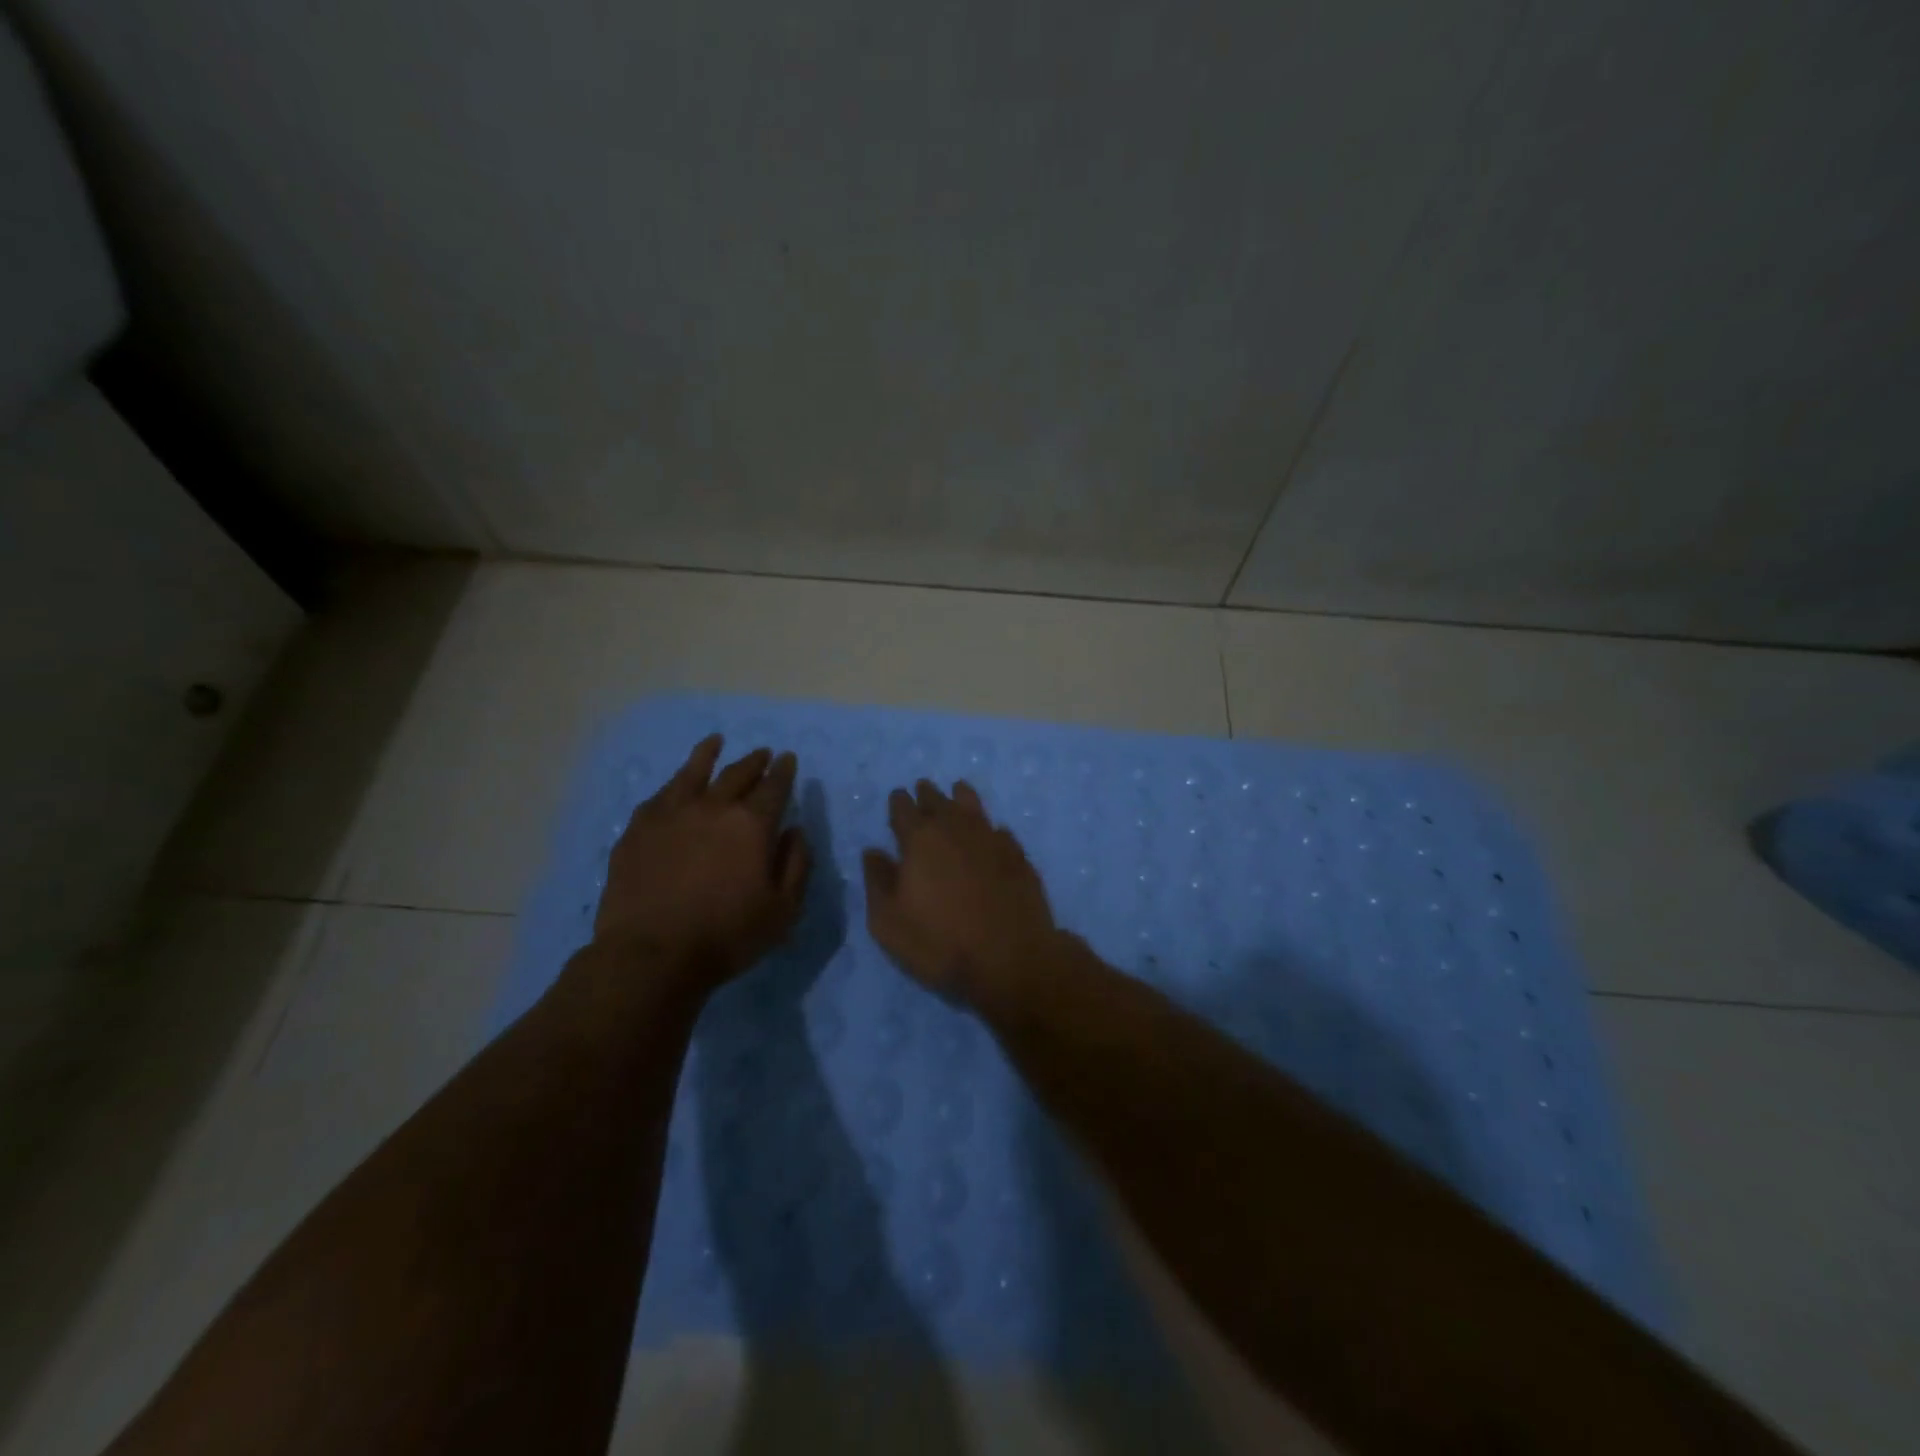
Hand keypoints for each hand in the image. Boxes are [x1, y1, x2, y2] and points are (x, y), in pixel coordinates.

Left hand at [593, 735, 811, 988]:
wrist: (651, 955)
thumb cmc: (726, 936)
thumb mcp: (782, 910)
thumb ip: (796, 864)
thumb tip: (795, 831)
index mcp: (751, 824)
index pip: (774, 786)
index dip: (784, 771)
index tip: (788, 759)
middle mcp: (712, 808)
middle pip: (737, 773)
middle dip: (754, 761)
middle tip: (763, 753)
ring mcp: (670, 815)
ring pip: (692, 773)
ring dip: (708, 755)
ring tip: (715, 742)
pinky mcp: (638, 830)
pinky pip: (660, 796)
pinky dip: (674, 785)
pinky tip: (674, 786)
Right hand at [861, 779, 1060, 1009]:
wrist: (1010, 958)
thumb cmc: (940, 942)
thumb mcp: (889, 922)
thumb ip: (878, 881)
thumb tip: (873, 852)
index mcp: (920, 839)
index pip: (904, 808)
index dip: (898, 802)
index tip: (897, 798)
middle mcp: (956, 828)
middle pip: (938, 801)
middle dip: (927, 795)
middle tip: (923, 789)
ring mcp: (991, 838)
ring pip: (972, 806)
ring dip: (961, 797)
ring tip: (957, 791)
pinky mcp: (1018, 855)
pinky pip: (999, 830)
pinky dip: (990, 828)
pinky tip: (991, 832)